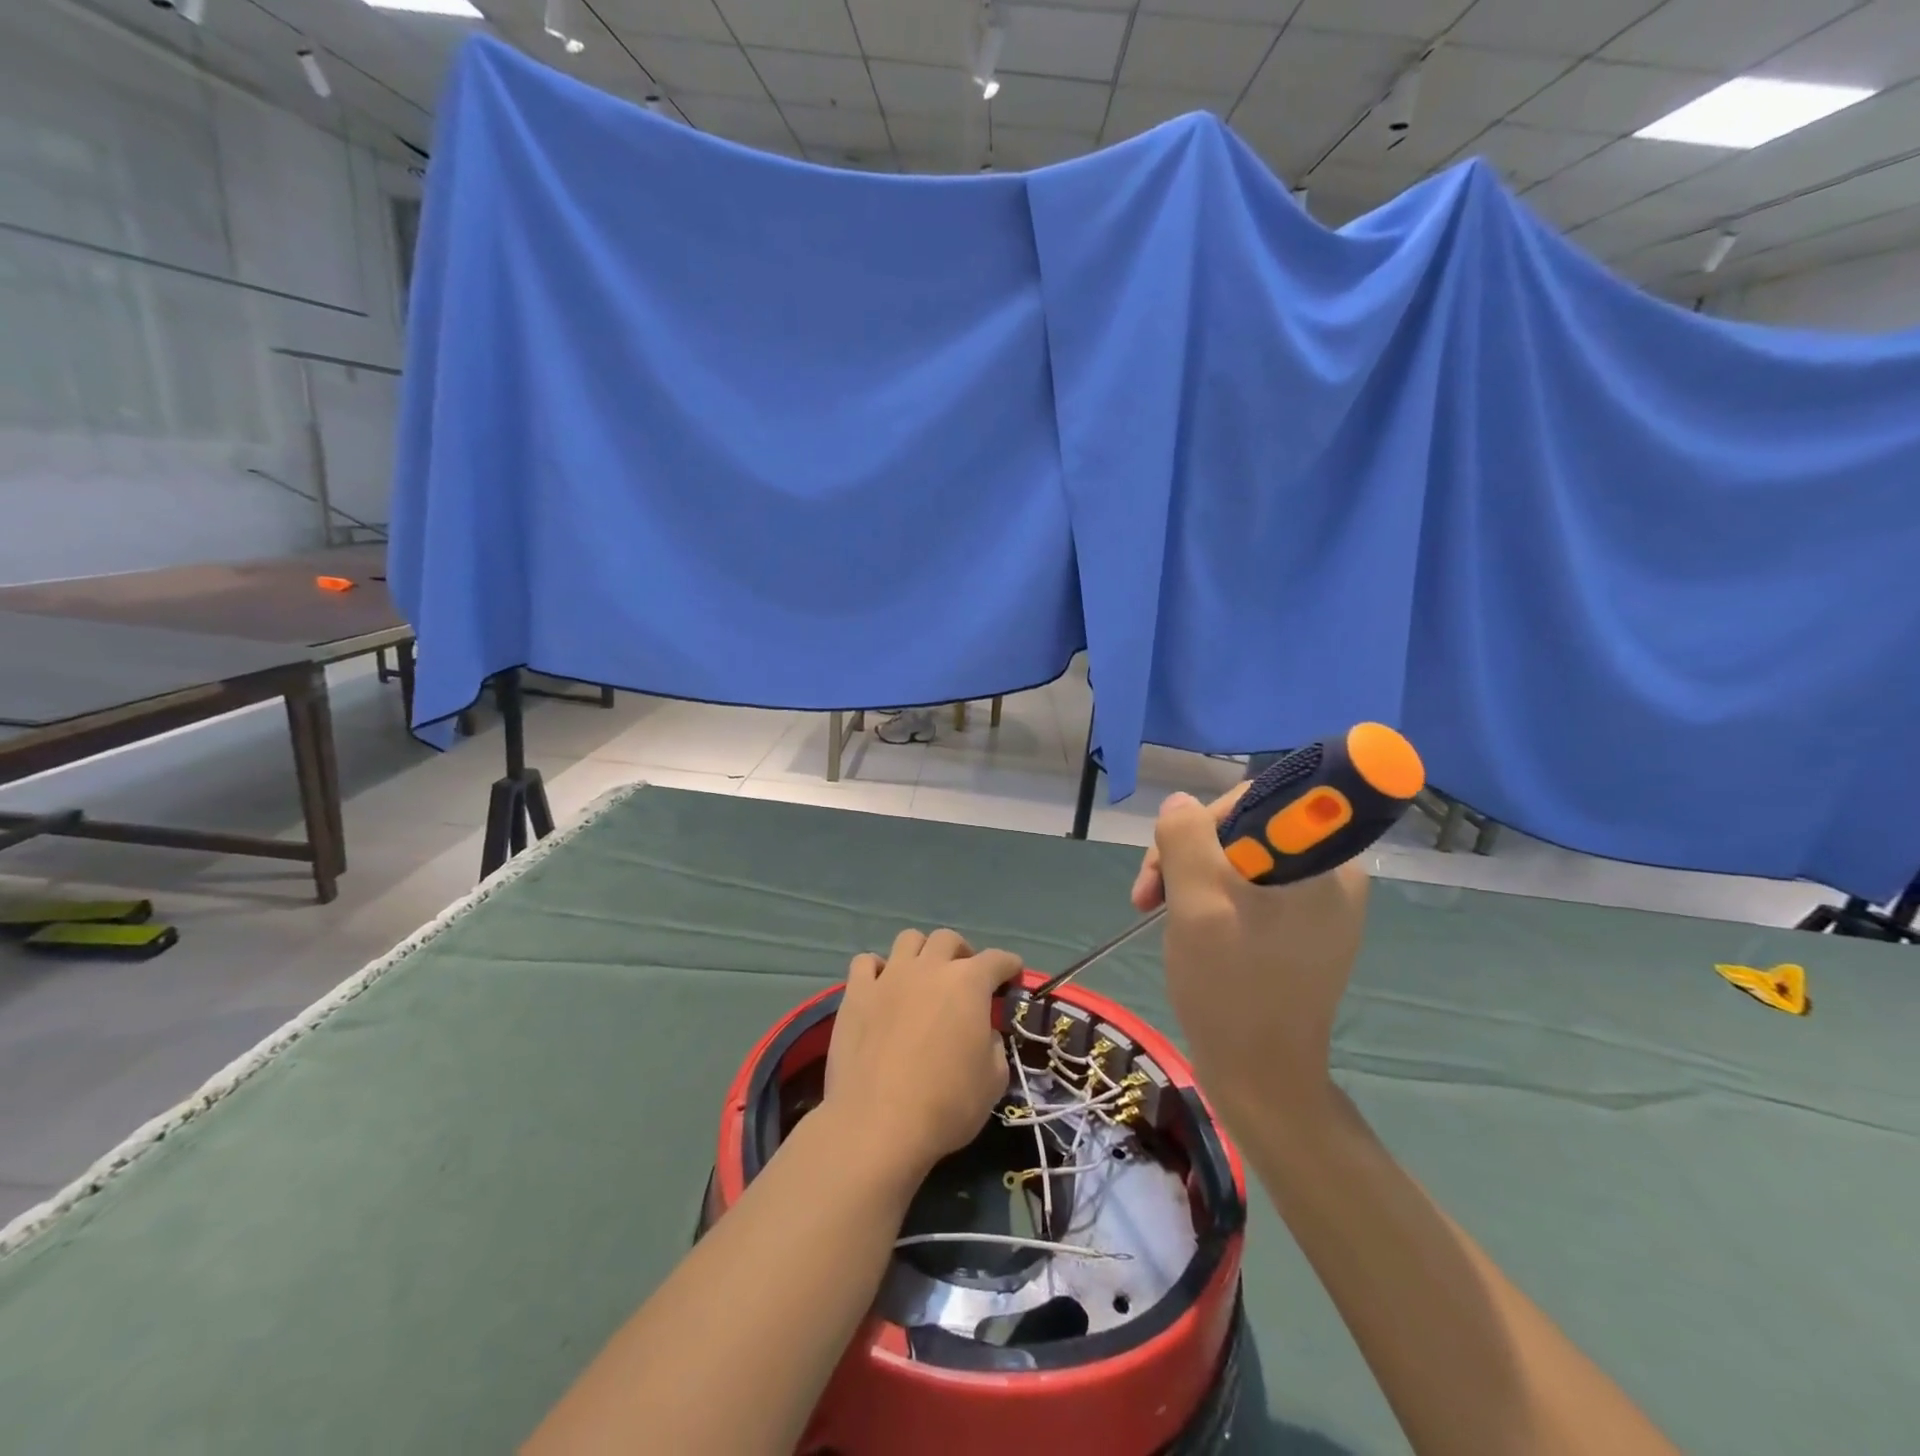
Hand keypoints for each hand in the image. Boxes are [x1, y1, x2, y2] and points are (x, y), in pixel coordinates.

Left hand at [823, 928, 1024, 1178]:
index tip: (1012, 977)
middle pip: (948, 939)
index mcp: (969, 983)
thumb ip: (993, 1044)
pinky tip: (881, 987)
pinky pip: (865, 962)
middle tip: (965, 979)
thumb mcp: (994, 1080)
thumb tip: (982, 1032)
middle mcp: (929, 968)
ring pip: (908, 939)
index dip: (1009, 966)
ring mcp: (889, 977)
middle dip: (962, 953)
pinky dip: (877, 969)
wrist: (878, 1124)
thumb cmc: (946, 1105)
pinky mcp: (856, 993)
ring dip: (921, 952)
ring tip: (923, 976)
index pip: (997, 960)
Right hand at [1141, 790, 1369, 1115]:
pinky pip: (1247, 890)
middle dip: (1188, 852)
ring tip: (1155, 910)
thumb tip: (1180, 803)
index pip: (1260, 799)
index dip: (1206, 819)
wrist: (1260, 1078)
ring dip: (1189, 876)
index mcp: (1325, 861)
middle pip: (1244, 829)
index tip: (1174, 856)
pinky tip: (1185, 925)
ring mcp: (1318, 905)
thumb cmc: (1231, 987)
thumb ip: (1186, 838)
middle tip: (1149, 894)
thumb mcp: (1198, 902)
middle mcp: (1331, 874)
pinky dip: (1208, 899)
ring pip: (1238, 859)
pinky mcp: (1301, 930)